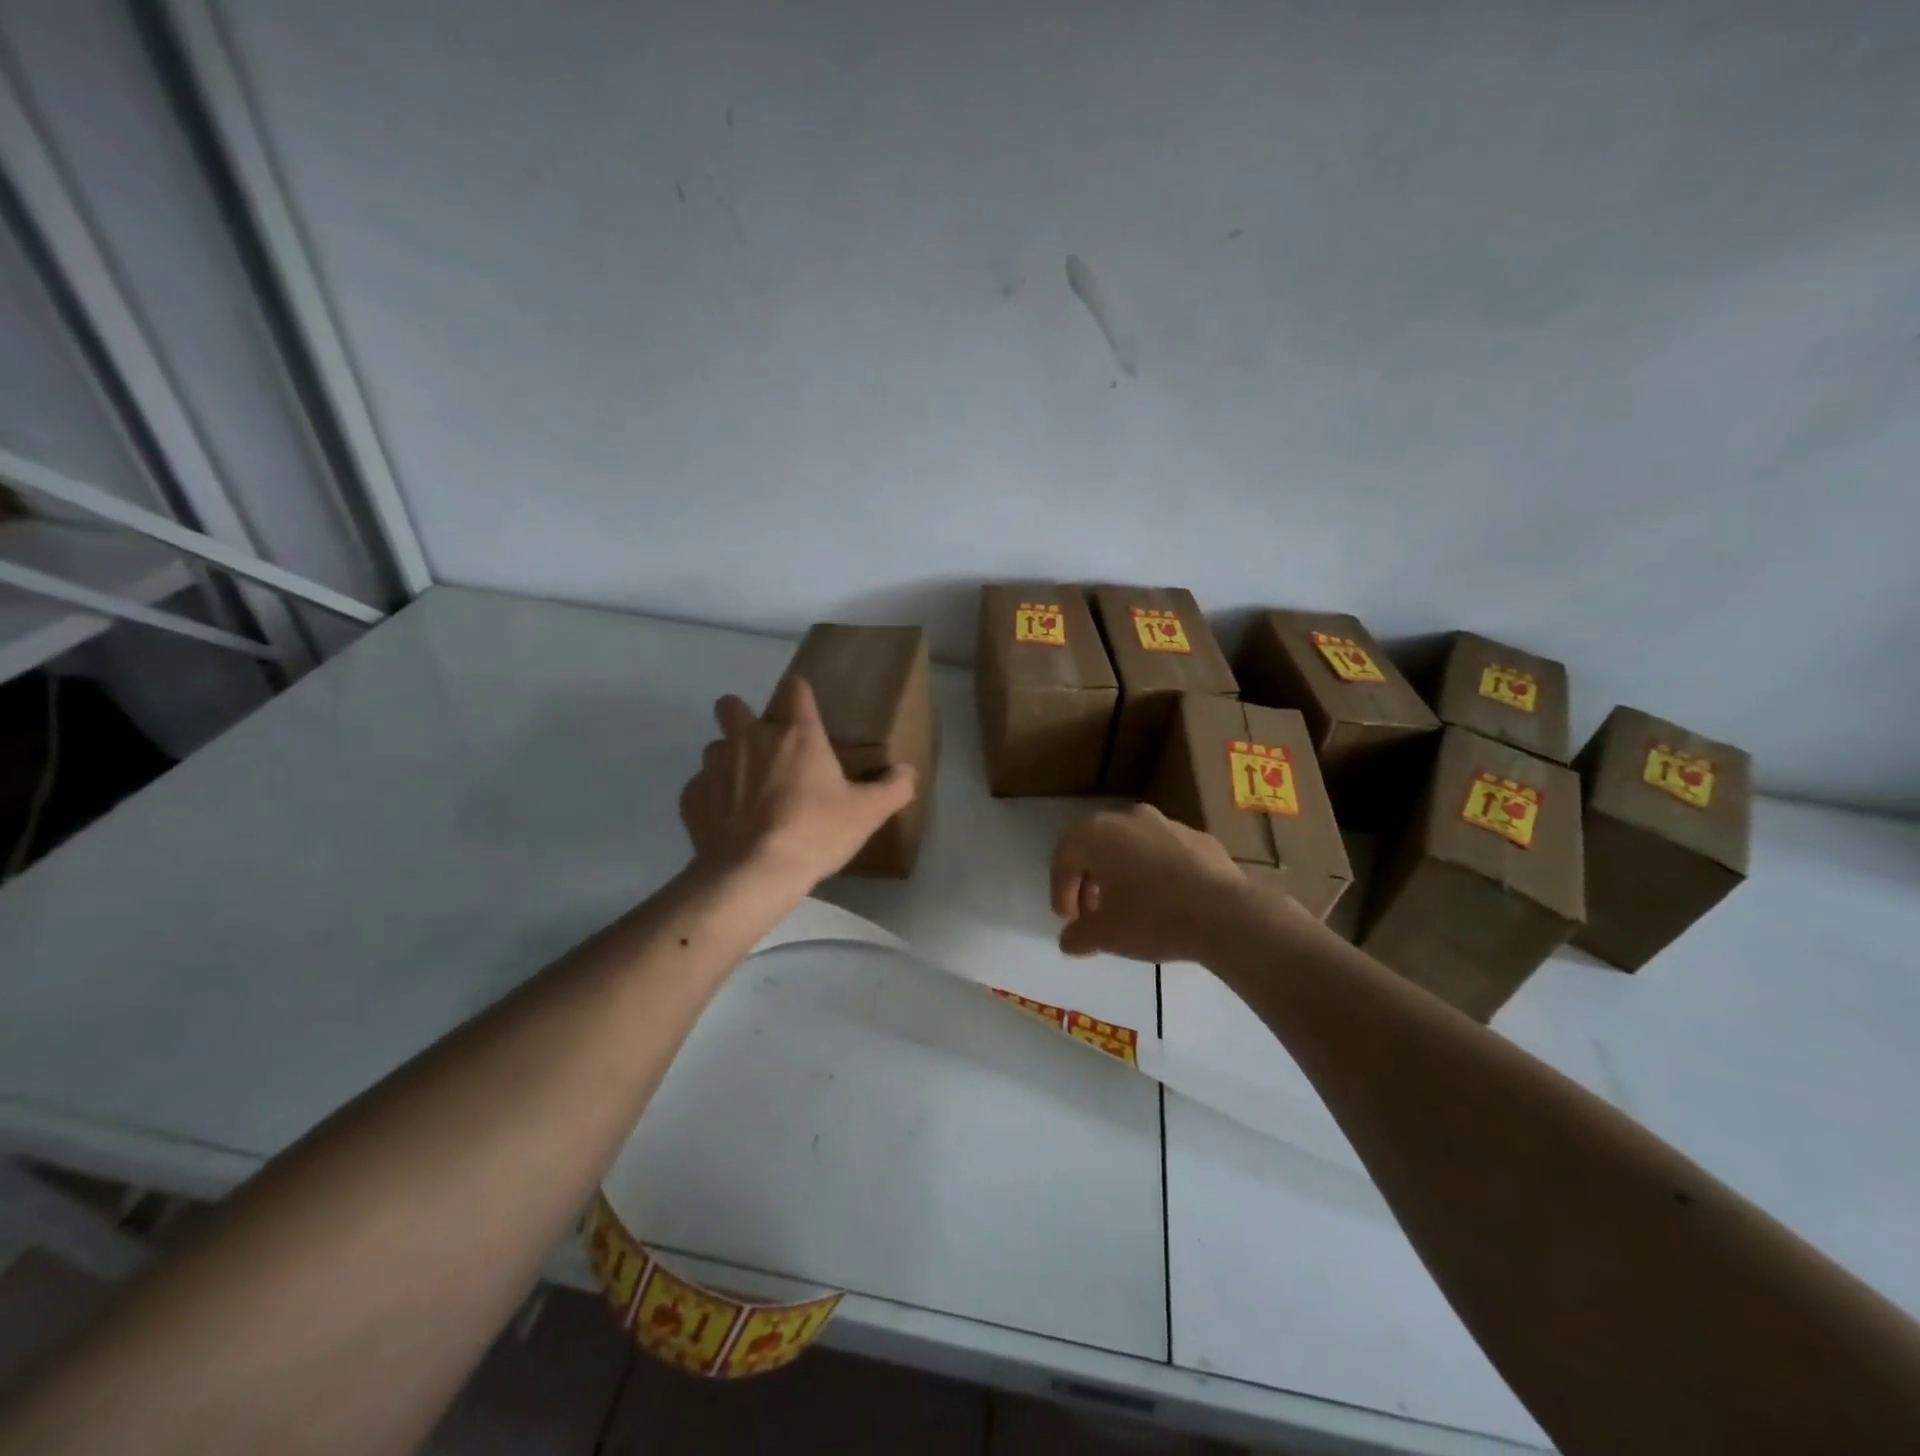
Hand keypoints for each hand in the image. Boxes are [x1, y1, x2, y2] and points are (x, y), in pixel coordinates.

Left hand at [680, 675, 917, 889]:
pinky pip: (700, 786)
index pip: (794, 688)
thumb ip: (893, 788)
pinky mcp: (691, 797)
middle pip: (732, 705)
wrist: (752, 874)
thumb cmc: (815, 832)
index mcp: (795, 734)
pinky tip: (728, 822)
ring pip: (715, 746)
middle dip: (742, 715)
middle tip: (763, 747)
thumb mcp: (867, 813)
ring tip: (745, 790)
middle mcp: (750, 738)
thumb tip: (908, 772)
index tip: (804, 711)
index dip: (799, 694)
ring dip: (728, 759)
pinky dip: (712, 797)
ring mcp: (715, 766)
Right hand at [1050, 804, 1256, 963]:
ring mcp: (1168, 824)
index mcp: (1097, 832)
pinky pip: (1164, 854)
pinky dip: (1155, 874)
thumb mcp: (1105, 935)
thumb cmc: (1152, 917)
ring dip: (1122, 876)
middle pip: (1097, 848)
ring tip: (1129, 910)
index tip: (1068, 922)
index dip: (1060, 891)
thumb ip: (1078, 935)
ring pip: (1131, 848)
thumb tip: (1069, 940)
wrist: (1226, 914)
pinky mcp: (1200, 838)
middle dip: (1090, 882)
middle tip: (1094, 915)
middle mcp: (1129, 818)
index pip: (1064, 858)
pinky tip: (1165, 903)